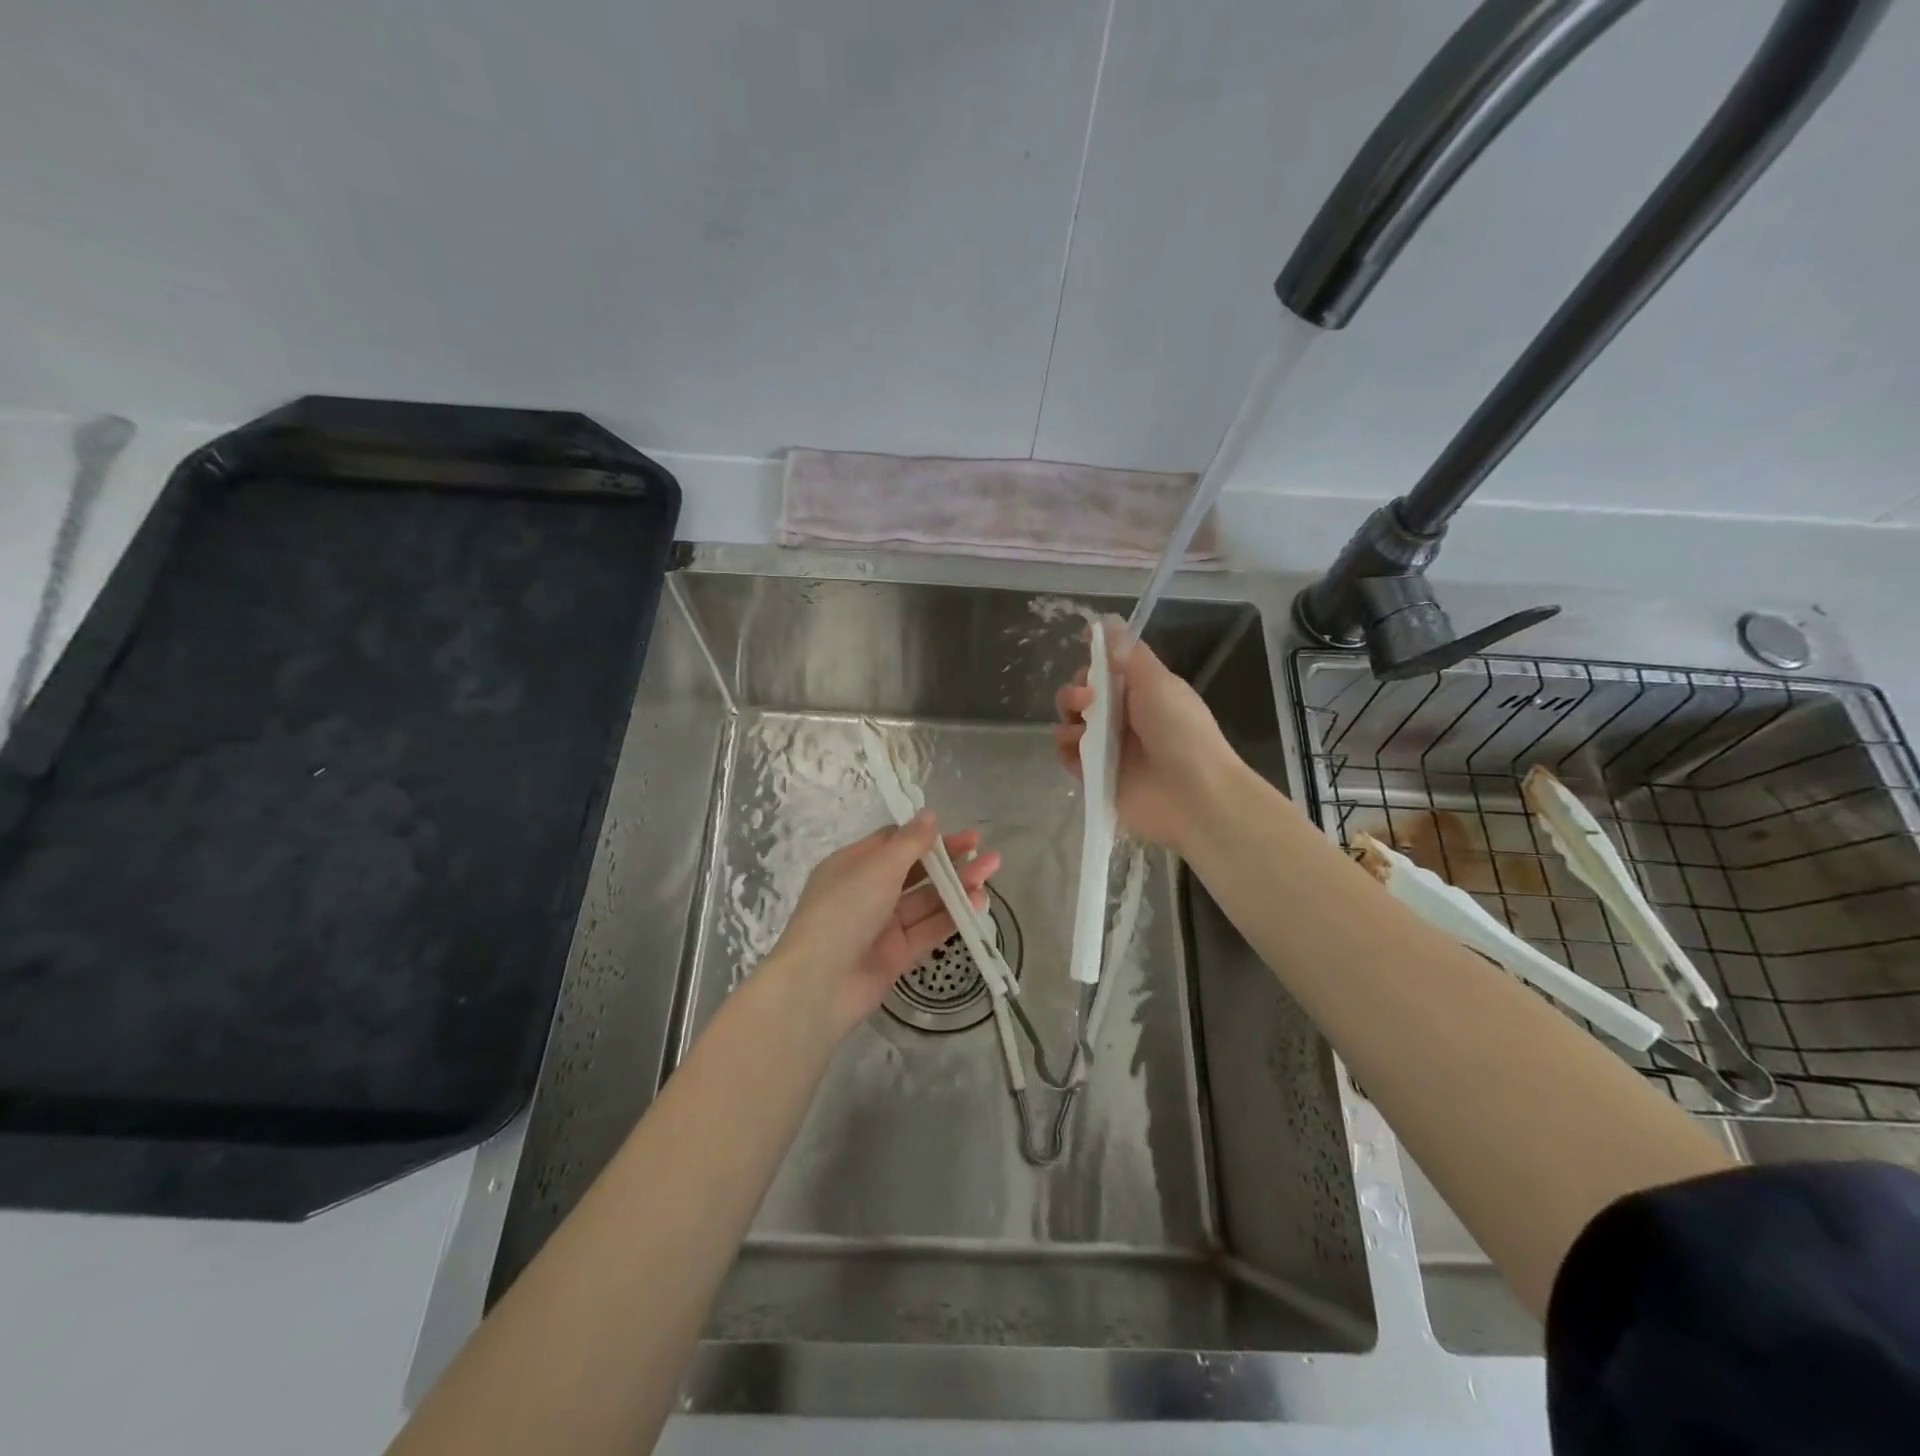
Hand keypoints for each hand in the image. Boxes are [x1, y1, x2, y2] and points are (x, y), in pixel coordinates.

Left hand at [768, 813, 999, 1034]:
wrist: (820, 984)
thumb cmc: (844, 911)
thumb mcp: (877, 867)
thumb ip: (909, 843)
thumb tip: (929, 815)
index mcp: (852, 865)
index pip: (892, 843)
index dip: (923, 836)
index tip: (953, 830)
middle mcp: (866, 892)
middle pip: (914, 871)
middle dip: (948, 860)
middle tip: (983, 850)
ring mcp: (881, 926)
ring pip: (925, 900)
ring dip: (957, 886)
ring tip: (990, 871)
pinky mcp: (896, 955)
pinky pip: (928, 930)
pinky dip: (952, 916)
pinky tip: (979, 902)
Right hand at [1054, 621, 1240, 851]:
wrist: (1193, 795)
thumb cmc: (1180, 731)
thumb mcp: (1158, 682)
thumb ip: (1128, 653)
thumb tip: (1106, 620)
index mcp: (1142, 692)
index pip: (1107, 669)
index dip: (1093, 660)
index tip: (1085, 652)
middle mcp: (1123, 718)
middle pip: (1083, 695)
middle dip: (1076, 690)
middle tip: (1087, 698)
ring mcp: (1108, 748)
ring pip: (1072, 723)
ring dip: (1068, 718)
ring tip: (1082, 728)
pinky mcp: (1095, 776)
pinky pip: (1068, 756)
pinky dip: (1066, 749)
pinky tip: (1076, 748)